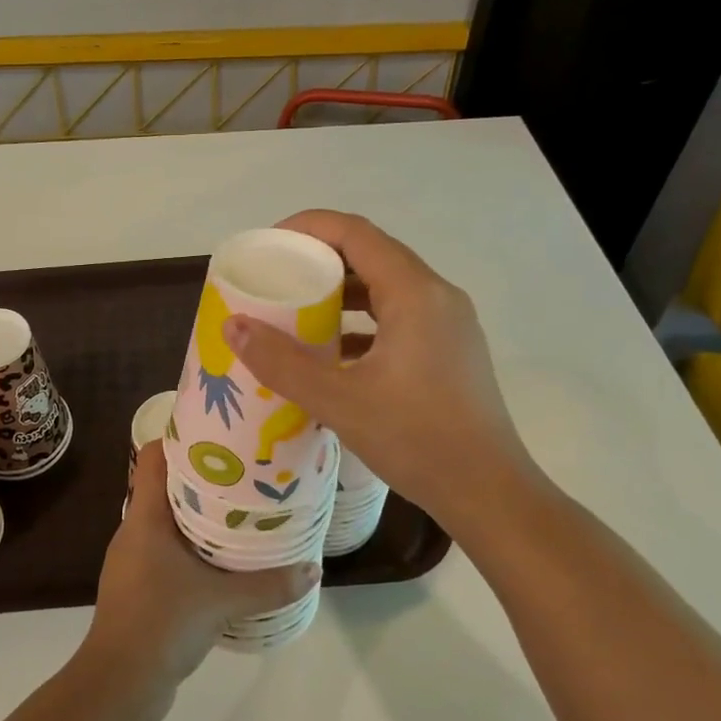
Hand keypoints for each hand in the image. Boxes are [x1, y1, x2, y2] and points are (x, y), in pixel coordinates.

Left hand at [77, 442, 319, 720]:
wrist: (119, 683)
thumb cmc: (162, 623)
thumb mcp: (222, 601)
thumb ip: (269, 585)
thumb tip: (313, 570)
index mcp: (144, 517)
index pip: (153, 456)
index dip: (180, 437)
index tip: (219, 433)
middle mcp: (134, 530)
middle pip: (163, 485)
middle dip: (202, 477)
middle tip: (244, 471)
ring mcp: (133, 560)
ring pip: (166, 520)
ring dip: (198, 514)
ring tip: (240, 511)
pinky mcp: (139, 586)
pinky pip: (166, 551)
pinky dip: (191, 546)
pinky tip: (222, 560)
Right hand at [221, 210, 538, 527]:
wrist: (488, 492)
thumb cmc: (416, 439)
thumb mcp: (339, 400)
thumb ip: (282, 362)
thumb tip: (233, 326)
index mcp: (415, 293)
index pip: (356, 233)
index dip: (308, 228)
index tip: (269, 245)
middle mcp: (438, 297)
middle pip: (372, 256)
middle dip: (320, 261)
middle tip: (276, 279)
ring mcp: (449, 325)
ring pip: (387, 289)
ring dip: (341, 294)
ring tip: (298, 313)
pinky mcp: (450, 352)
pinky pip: (399, 318)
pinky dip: (362, 323)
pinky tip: (334, 354)